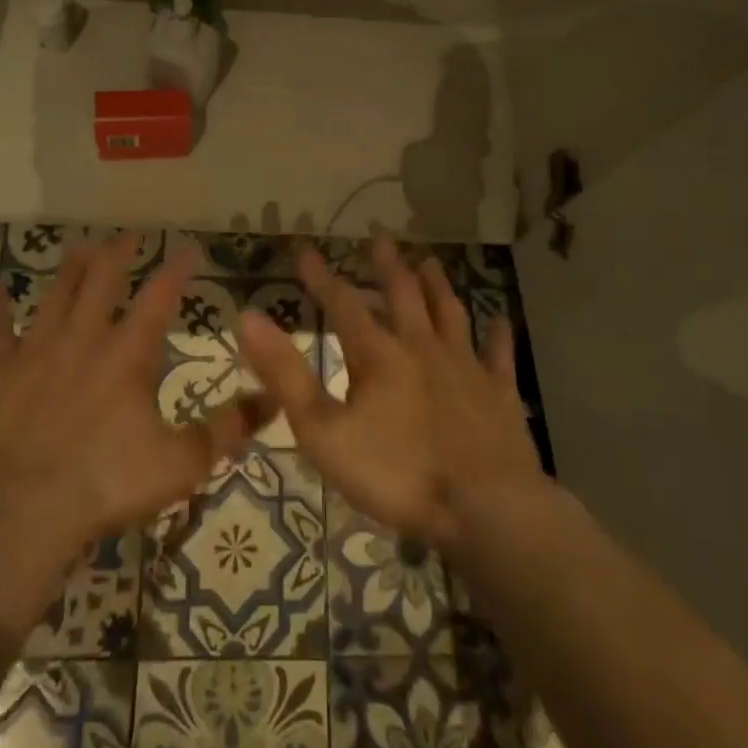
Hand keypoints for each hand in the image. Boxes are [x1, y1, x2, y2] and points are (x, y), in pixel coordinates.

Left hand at [0, 235, 270, 634]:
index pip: (159, 296)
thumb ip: (227, 430)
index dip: (176, 268)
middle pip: (102, 281)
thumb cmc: (106, 484)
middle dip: (119, 254)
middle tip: (129, 235)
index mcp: (127, 354)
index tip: (188, 247)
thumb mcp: (181, 464)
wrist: (20, 513)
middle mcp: (82, 339)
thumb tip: (273, 401)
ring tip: (81, 247)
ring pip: (55, 296)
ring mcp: (35, 352)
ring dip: (69, 270)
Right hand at [239, 236, 545, 558]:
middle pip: (403, 296)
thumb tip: (247, 318)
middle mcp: (422, 347)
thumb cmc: (396, 474)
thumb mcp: (323, 431)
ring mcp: (466, 367)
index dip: (321, 277)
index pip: (342, 304)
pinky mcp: (500, 394)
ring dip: (437, 286)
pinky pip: (498, 356)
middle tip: (380, 239)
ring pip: (449, 314)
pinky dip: (497, 336)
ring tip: (429, 261)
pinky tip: (500, 320)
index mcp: (378, 355)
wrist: (484, 508)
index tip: (305, 249)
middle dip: (387, 266)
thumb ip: (285, 374)